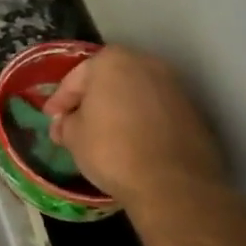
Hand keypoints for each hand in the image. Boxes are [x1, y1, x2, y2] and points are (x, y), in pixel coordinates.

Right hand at [43, 47, 225, 215]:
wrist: (174, 185)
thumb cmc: (112, 151)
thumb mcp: (74, 137)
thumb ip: (66, 123)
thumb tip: (66, 124)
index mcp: (111, 61)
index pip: (75, 78)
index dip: (60, 100)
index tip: (51, 118)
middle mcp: (145, 63)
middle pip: (108, 80)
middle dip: (92, 100)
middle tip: (76, 124)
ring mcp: (174, 86)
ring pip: (135, 94)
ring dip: (119, 110)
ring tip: (105, 135)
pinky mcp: (194, 111)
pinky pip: (157, 111)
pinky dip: (142, 122)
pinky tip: (133, 143)